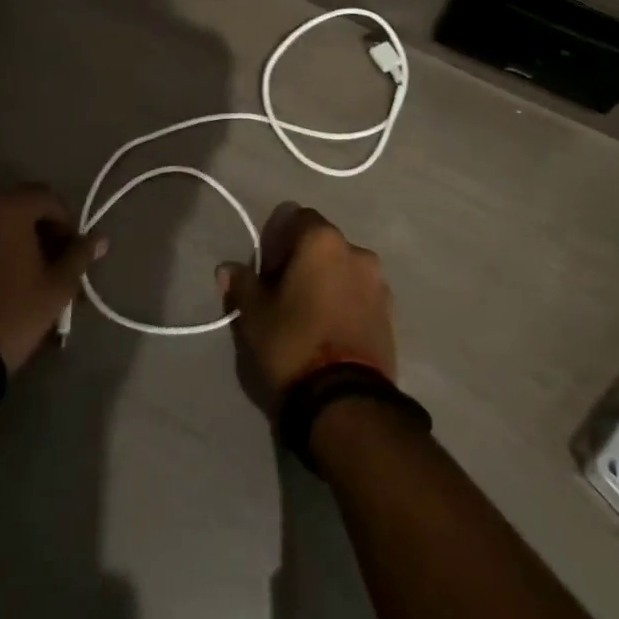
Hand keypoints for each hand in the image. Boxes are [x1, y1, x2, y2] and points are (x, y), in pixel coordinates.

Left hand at [0, 184, 104, 372]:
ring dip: (12, 241)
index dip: (67, 223)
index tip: (72, 253)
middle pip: (19, 207)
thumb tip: (100, 238)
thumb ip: (79, 255)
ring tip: (22, 276)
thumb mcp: (57, 287)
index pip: (49, 199)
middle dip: (40, 229)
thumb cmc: (11, 313)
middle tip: (50, 263)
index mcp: (8, 207)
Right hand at [217, 203, 397, 411]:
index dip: (278, 241)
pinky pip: (360, 295)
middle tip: (284, 296)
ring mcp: (378, 282)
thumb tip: (227, 269)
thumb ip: (242, 284)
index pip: (297, 218)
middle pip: (323, 244)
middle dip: (303, 262)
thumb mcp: (255, 315)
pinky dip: (345, 303)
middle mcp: (356, 250)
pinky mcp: (391, 313)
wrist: (346, 400)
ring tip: (310, 318)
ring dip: (327, 283)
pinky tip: (330, 332)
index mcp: (323, 240)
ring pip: (344, 270)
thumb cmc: (294, 343)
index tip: (267, 273)